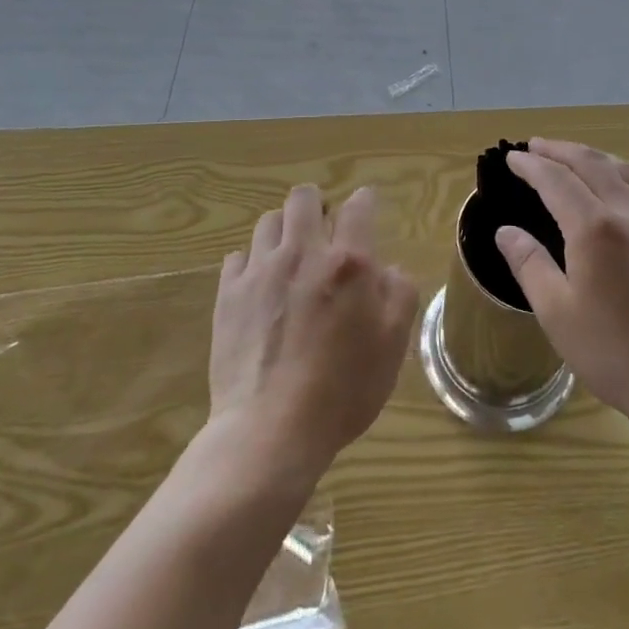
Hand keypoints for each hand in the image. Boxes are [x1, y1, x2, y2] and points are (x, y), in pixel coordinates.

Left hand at [208, 185, 418, 484]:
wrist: (270, 430)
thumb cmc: (342, 390)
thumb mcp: (392, 346)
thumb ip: (400, 294)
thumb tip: (389, 268)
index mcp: (349, 262)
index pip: (359, 206)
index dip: (366, 202)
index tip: (367, 209)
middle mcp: (303, 252)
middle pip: (304, 197)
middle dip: (317, 204)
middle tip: (324, 229)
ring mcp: (260, 270)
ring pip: (268, 221)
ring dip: (284, 230)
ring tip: (290, 255)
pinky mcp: (228, 293)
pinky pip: (238, 256)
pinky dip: (252, 261)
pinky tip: (259, 284)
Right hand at [497, 139, 628, 440]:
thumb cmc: (613, 352)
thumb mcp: (556, 313)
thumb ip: (529, 264)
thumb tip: (506, 231)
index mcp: (595, 228)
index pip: (556, 180)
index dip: (531, 166)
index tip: (511, 158)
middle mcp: (627, 214)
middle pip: (591, 163)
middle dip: (559, 150)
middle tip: (534, 146)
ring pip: (622, 170)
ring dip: (591, 156)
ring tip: (570, 157)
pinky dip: (616, 173)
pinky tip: (611, 189)